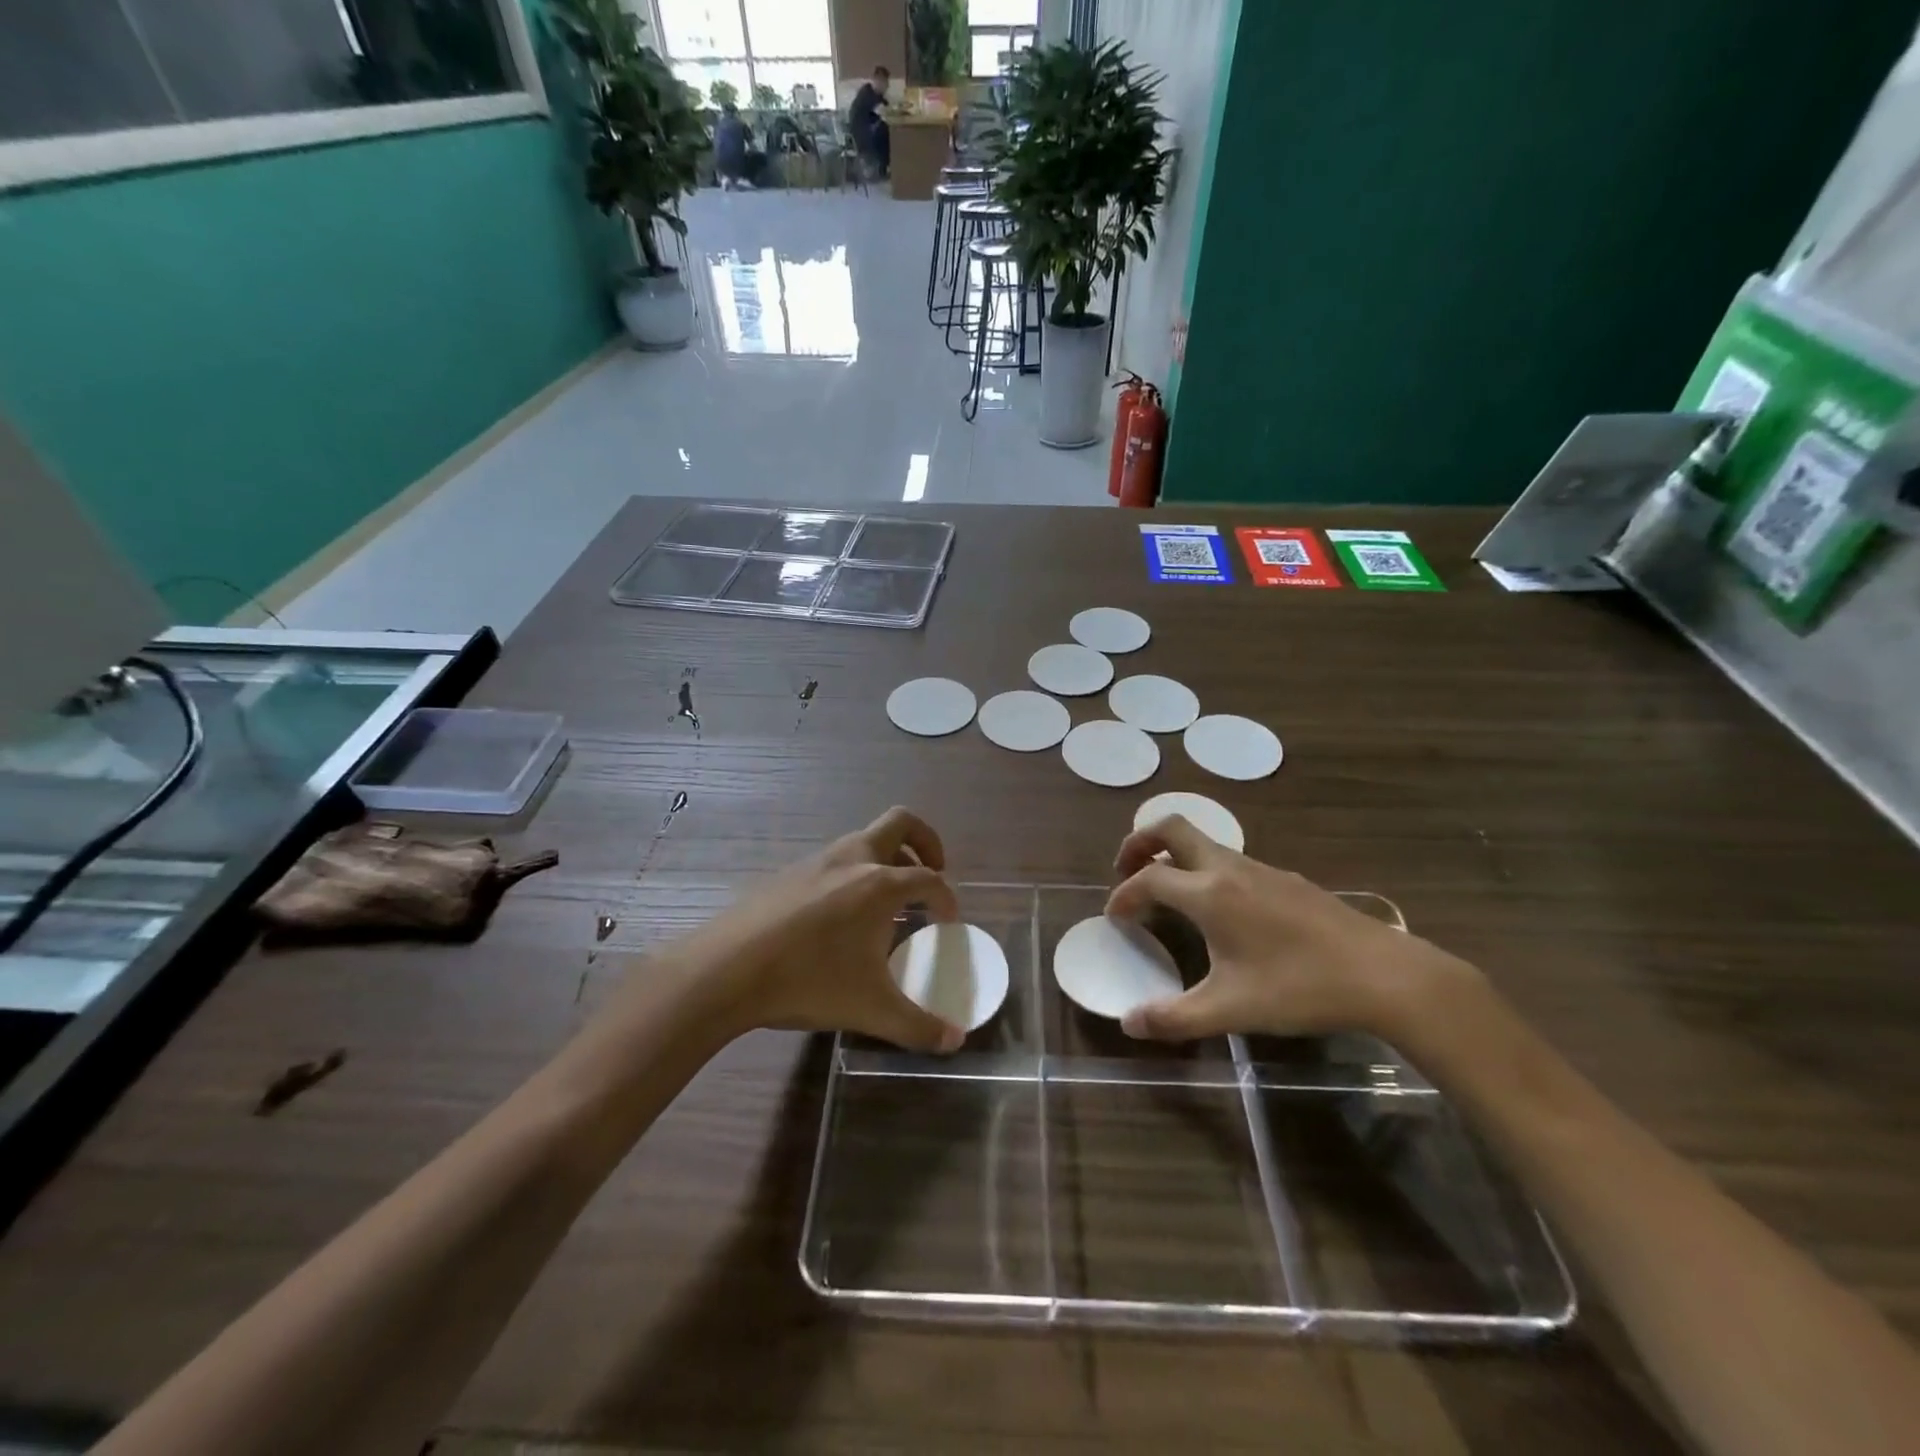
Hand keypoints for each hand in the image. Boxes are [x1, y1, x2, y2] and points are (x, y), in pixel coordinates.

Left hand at [691, 807, 966, 1053]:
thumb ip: (918, 1026)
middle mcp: (853, 859)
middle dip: (926, 842)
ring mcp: (817, 861)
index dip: (946, 898)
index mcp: (880, 884)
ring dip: (886, 859)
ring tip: (887, 901)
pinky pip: (834, 861)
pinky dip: (852, 874)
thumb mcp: (870, 1009)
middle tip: (932, 872)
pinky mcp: (788, 872)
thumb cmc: (808, 980)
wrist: (726, 969)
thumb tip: (955, 1041)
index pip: (930, 879)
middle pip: (901, 823)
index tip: (948, 920)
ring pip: (864, 840)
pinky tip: (840, 917)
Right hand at [1106, 817, 1474, 1042]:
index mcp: (1208, 894)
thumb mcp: (1231, 1010)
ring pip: (1204, 842)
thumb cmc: (1299, 988)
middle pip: (1172, 828)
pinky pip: (1229, 860)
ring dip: (1174, 856)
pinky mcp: (1285, 879)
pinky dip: (1205, 870)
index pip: (1148, 879)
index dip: (1124, 895)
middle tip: (1126, 871)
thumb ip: (1174, 1017)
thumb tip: (1128, 1024)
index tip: (1114, 917)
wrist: (1383, 975)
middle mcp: (1229, 869)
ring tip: (1167, 894)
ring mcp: (1260, 869)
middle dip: (1140, 842)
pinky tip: (1220, 910)